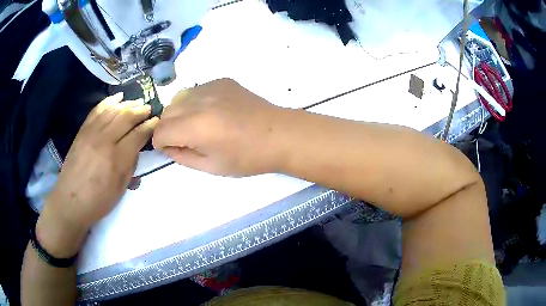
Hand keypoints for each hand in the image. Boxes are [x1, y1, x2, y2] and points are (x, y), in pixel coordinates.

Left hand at [36, 93, 158, 256]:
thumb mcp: (120, 189)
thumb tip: (136, 148)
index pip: (137, 135)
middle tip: (148, 109)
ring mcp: (91, 133)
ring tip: (136, 102)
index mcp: (117, 159)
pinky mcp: (82, 131)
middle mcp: (105, 141)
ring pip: (112, 110)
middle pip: (126, 117)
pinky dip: (108, 101)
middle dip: (140, 111)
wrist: (70, 201)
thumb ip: (130, 166)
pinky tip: (117, 97)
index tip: (156, 121)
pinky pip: (97, 110)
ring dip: (127, 104)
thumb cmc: (98, 201)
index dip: (149, 126)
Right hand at [153, 78, 284, 176]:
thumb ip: (181, 156)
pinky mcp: (222, 81)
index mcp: (195, 126)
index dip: (161, 143)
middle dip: (169, 128)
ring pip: (178, 98)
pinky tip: (213, 112)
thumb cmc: (247, 157)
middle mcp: (198, 101)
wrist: (278, 135)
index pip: (160, 131)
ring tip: (199, 125)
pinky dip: (195, 102)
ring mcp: (211, 86)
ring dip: (180, 113)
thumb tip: (166, 145)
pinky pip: (196, 90)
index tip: (172, 149)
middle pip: (166, 112)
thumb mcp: (210, 166)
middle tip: (186, 140)